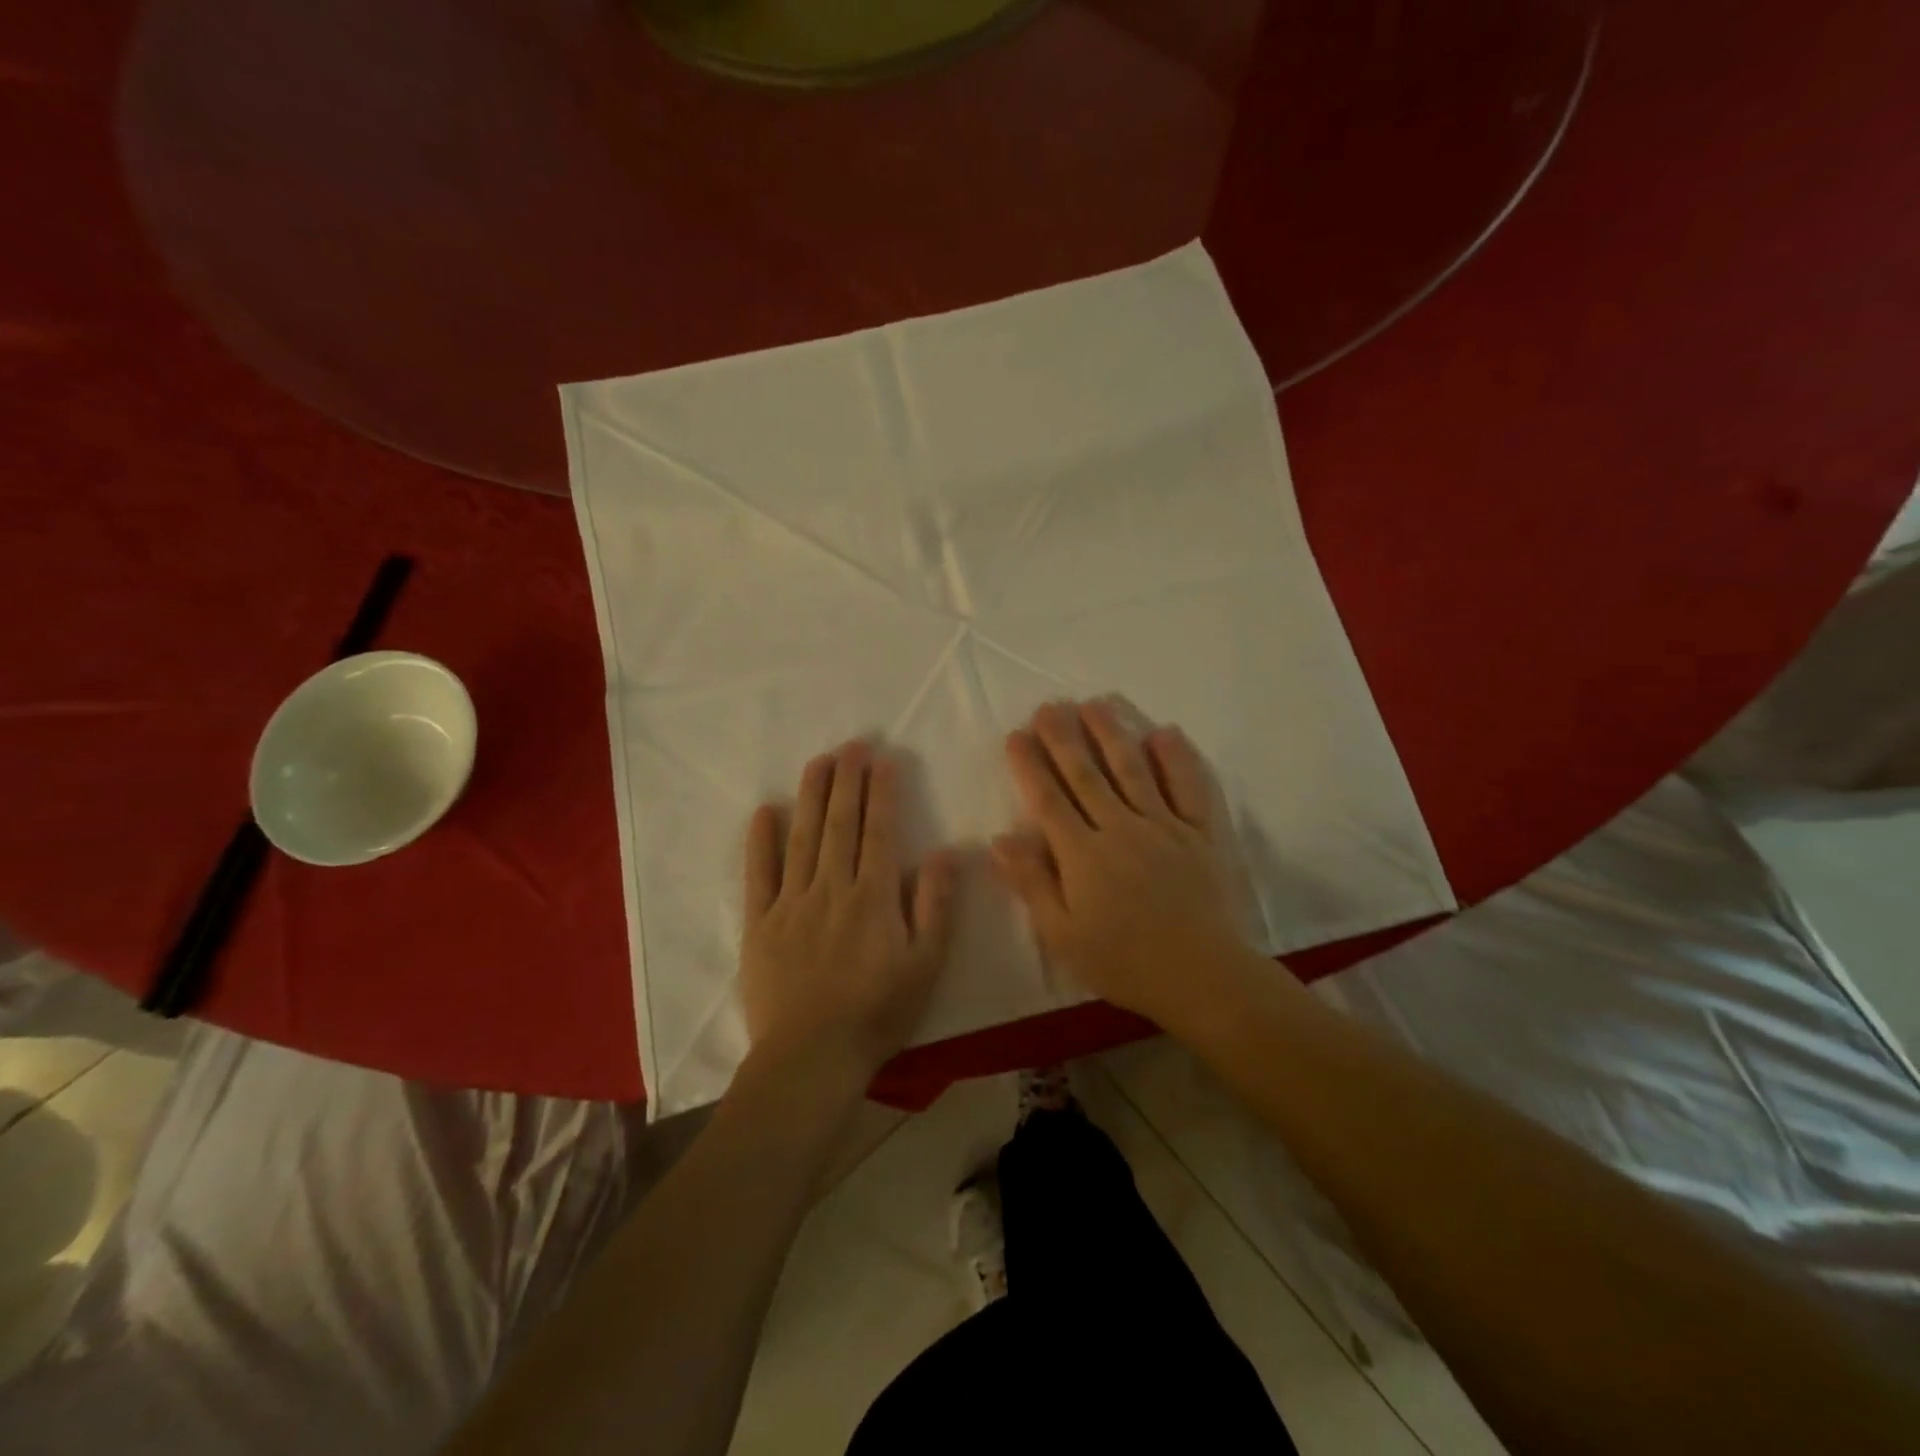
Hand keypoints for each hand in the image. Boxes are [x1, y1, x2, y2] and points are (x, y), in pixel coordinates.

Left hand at [739, 742, 956, 1099]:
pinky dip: (761, 840)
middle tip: (850, 745)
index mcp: (873, 897)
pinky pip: (759, 873)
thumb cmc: (877, 1014)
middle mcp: (832, 888)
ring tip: (818, 761)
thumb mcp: (926, 966)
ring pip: (803, 837)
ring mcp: (791, 902)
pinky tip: (765, 810)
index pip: (879, 831)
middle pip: (840, 824)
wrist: (811, 1057)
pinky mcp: (760, 922)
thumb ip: (936, 906)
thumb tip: (946, 852)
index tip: (883, 759)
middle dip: (847, 780)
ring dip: (811, 796)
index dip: (882, 792)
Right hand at [992, 700, 1256, 1030]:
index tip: (1017, 735)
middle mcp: (1120, 828)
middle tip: (1049, 706)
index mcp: (1082, 855)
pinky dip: (1177, 759)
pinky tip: (1164, 733)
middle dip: (1063, 738)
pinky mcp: (1200, 833)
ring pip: (1132, 769)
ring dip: (1111, 733)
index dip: (1030, 765)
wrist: (1202, 976)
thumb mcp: (1063, 935)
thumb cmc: (1124, 962)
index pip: (1048, 799)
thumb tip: (1000, 838)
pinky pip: (1188, 788)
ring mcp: (1163, 826)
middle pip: (1086, 774)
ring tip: (1094, 704)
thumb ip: (1032, 883)